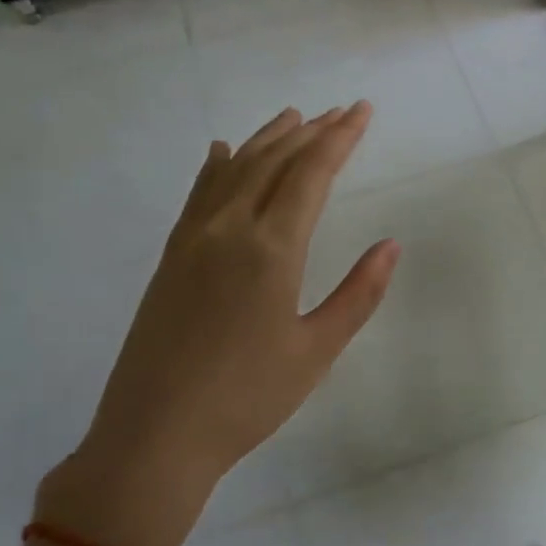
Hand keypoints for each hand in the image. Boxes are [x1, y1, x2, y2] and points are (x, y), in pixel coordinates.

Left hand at [34, 104, 398, 545]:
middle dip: (312, 132)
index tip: (362, 112)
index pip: (311, 174)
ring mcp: (193, 240)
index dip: (340, 139)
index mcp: (271, 249)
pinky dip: (217, 166)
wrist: (155, 435)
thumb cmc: (248, 398)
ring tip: (293, 118)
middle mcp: (229, 229)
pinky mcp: (171, 257)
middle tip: (341, 110)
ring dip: (267, 140)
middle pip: (274, 162)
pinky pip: (198, 194)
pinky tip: (223, 152)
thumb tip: (390, 245)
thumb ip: (358, 293)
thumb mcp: (317, 350)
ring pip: (234, 170)